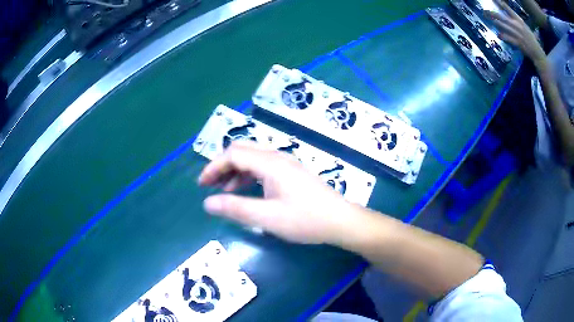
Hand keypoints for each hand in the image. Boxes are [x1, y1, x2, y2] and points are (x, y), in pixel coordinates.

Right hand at [198, 141, 354, 243]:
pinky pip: (263, 167)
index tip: (202, 184)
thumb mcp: (267, 217)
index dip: (214, 167)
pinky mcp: (291, 173)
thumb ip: (236, 208)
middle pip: (242, 151)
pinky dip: (248, 176)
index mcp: (271, 163)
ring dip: (235, 171)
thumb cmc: (306, 220)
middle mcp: (278, 157)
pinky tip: (246, 191)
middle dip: (222, 166)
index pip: (233, 154)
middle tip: (210, 185)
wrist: (340, 221)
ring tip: (224, 191)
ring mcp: (286, 164)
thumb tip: (207, 203)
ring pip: (252, 159)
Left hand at [485, 0, 546, 63]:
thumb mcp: (525, 27)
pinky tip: (499, 35)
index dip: (501, 4)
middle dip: (494, 14)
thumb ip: (516, 20)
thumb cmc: (531, 39)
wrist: (538, 53)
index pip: (509, 10)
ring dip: (497, 23)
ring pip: (505, 27)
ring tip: (490, 19)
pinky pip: (510, 39)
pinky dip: (504, 37)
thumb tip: (507, 13)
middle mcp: (518, 26)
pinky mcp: (519, 44)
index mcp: (520, 21)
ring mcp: (518, 35)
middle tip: (485, 11)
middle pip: (504, 18)